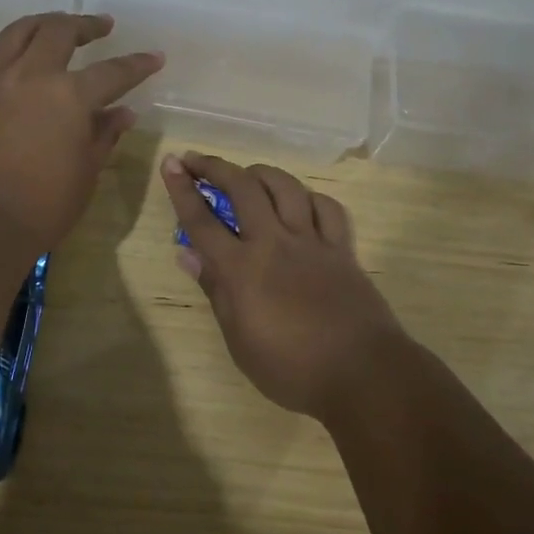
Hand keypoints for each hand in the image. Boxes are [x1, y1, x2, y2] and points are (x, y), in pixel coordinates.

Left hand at [0, 13, 162, 252]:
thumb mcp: (85, 173)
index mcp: (69, 96)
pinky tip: (21, 57)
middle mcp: (32, 75)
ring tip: (59, 25)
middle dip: (86, 25)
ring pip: (21, 31)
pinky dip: (15, 46)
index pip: (113, 72)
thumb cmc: (41, 206)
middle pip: (60, 32)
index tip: (155, 57)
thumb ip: (103, 136)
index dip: (137, 64)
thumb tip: (122, 113)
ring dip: (46, 23)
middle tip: (102, 26)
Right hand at [161, 152, 409, 419]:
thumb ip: (215, 290)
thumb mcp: (239, 340)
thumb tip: (188, 255)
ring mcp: (312, 242)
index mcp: (242, 269)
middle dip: (215, 167)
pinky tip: (301, 202)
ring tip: (247, 174)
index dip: (182, 190)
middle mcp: (274, 243)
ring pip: (286, 187)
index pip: (202, 221)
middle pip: (243, 189)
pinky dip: (309, 197)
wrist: (362, 374)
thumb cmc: (291, 369)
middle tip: (197, 160)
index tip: (171, 163)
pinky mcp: (342, 249)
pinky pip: (327, 208)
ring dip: (261, 173)